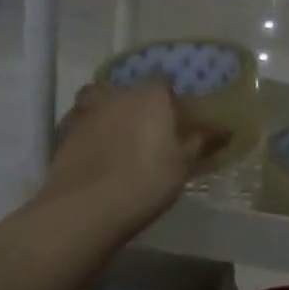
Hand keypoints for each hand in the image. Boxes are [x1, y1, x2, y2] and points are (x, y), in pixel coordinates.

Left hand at [39, 80, 229, 237]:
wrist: (85, 208)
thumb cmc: (146, 181)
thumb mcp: (183, 164)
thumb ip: (203, 142)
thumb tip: (226, 129)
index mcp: (149, 95)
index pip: (164, 81)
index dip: (172, 97)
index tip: (180, 116)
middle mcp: (115, 94)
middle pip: (130, 90)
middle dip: (141, 104)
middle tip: (151, 129)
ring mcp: (85, 111)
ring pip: (101, 102)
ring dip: (111, 113)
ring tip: (122, 138)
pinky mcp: (63, 133)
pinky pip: (82, 124)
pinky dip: (91, 132)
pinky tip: (98, 151)